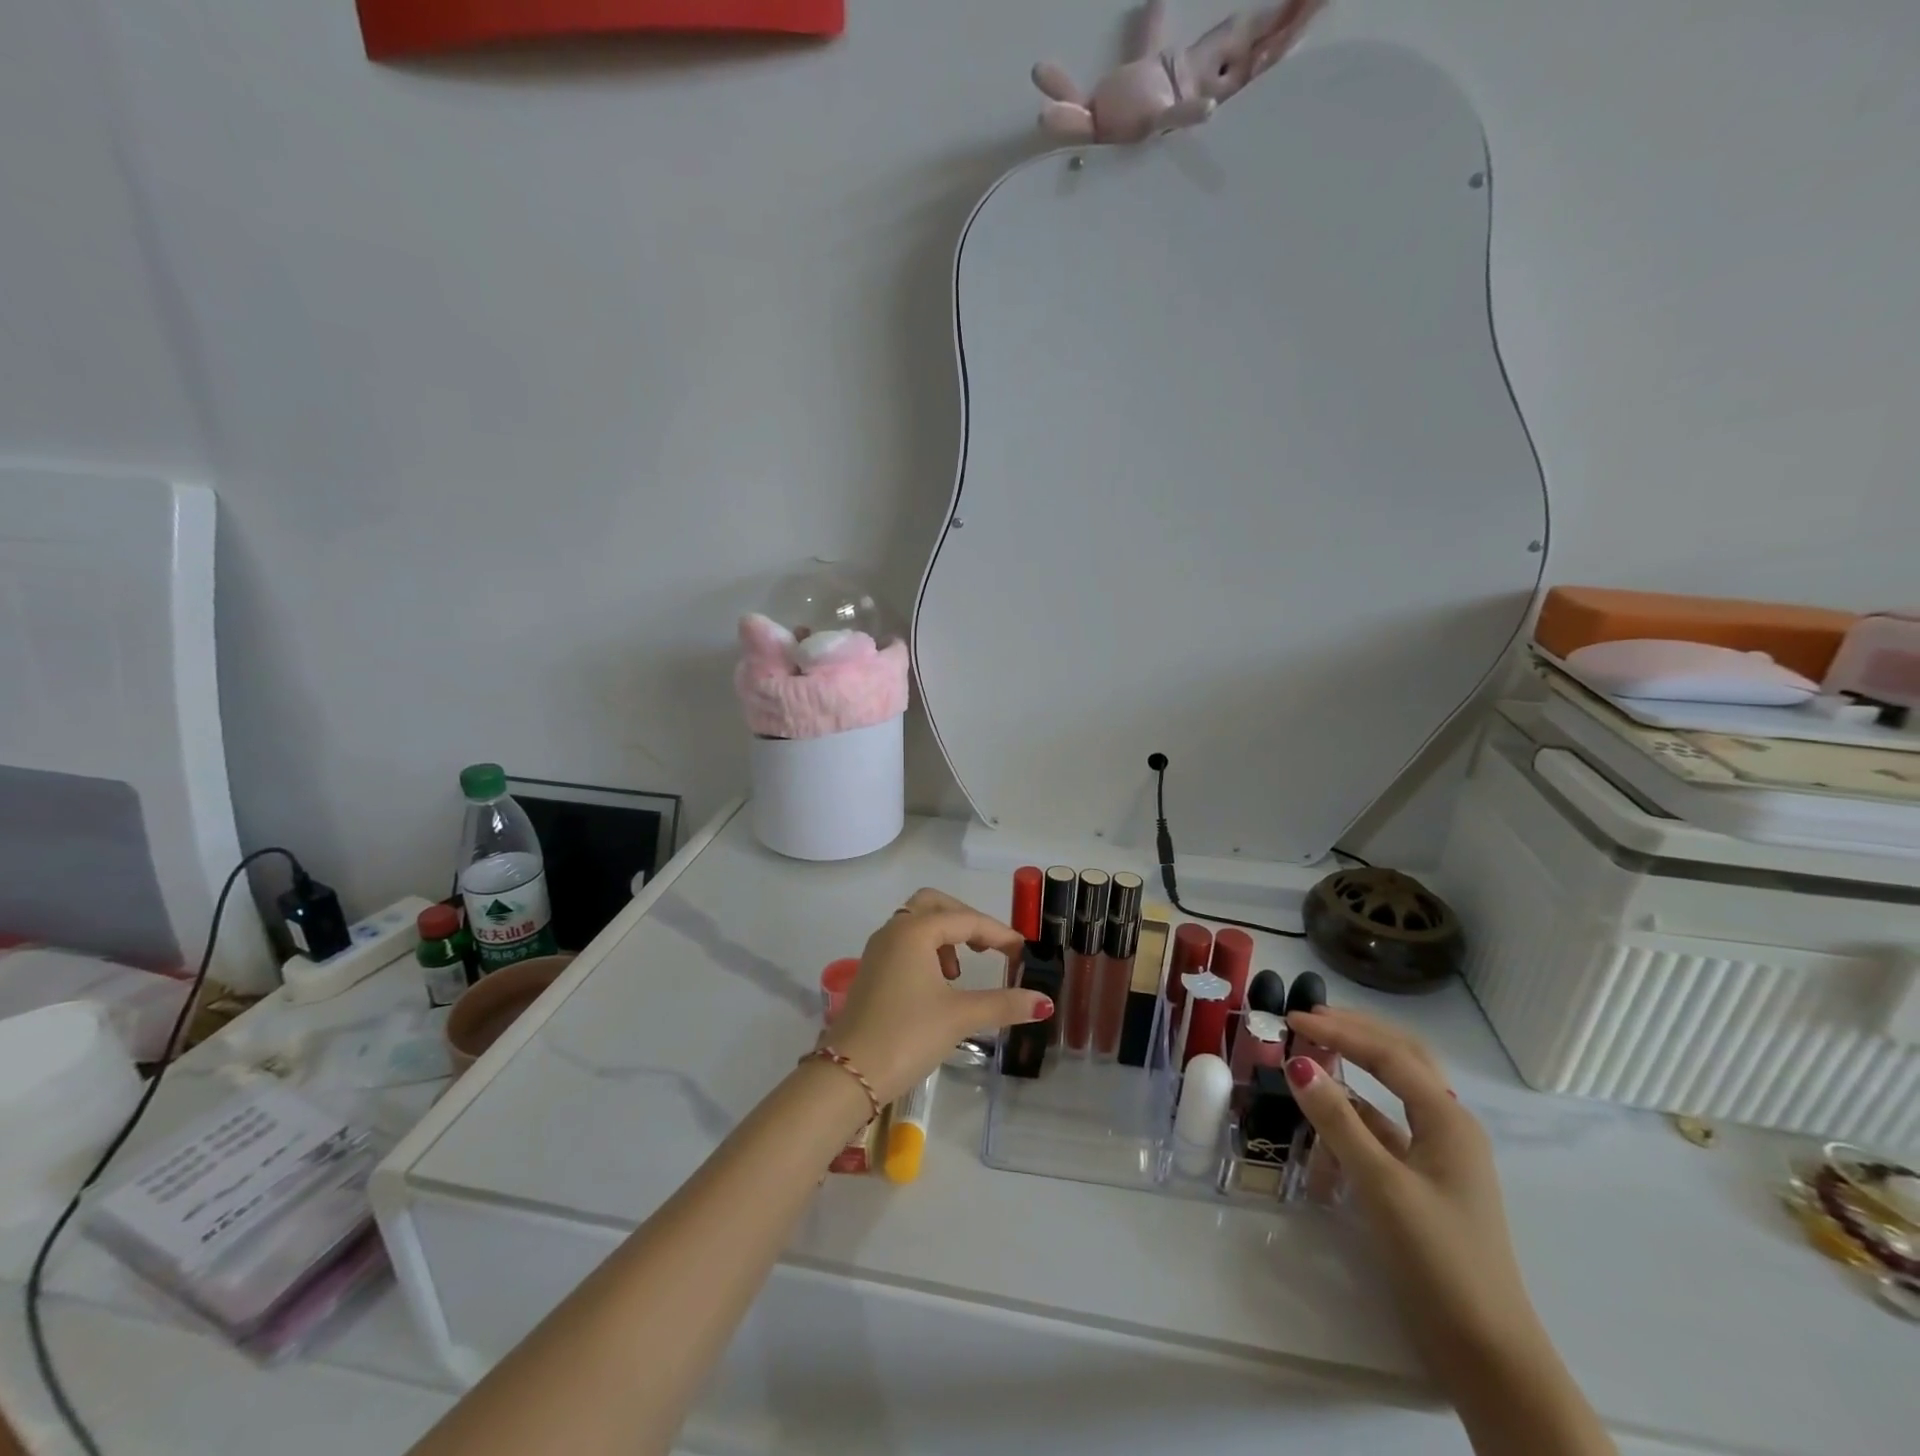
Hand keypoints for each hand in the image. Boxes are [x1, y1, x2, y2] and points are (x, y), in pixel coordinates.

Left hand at [828, 889, 1051, 1102]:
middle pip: (934, 904)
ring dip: (944, 935)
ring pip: (916, 922)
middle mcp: (893, 931)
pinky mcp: (871, 971)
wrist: (849, 1074)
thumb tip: (1044, 1002)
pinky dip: (927, 950)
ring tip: (961, 972)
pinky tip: (939, 985)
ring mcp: (878, 950)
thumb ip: (1004, 1004)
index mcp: (914, 931)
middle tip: (987, 947)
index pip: (966, 920)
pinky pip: (904, 943)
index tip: (1023, 952)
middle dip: (965, 919)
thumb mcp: (960, 1017)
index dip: (999, 934)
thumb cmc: (907, 1036)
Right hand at [1282, 1008, 1541, 1382]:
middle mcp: (1449, 1126)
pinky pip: (1387, 1129)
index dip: (1340, 1031)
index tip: (1293, 1019)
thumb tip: (1297, 1064)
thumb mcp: (1380, 1184)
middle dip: (1358, 1033)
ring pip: (1395, 1091)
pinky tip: (1327, 1119)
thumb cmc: (1438, 1258)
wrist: (1486, 1350)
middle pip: (1403, 1059)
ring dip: (1357, 1068)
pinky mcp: (1426, 1181)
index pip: (1388, 1054)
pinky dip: (1356, 1115)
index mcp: (1448, 1119)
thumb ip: (1338, 1121)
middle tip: (1311, 1019)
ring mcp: (1440, 1154)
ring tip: (1316, 1054)